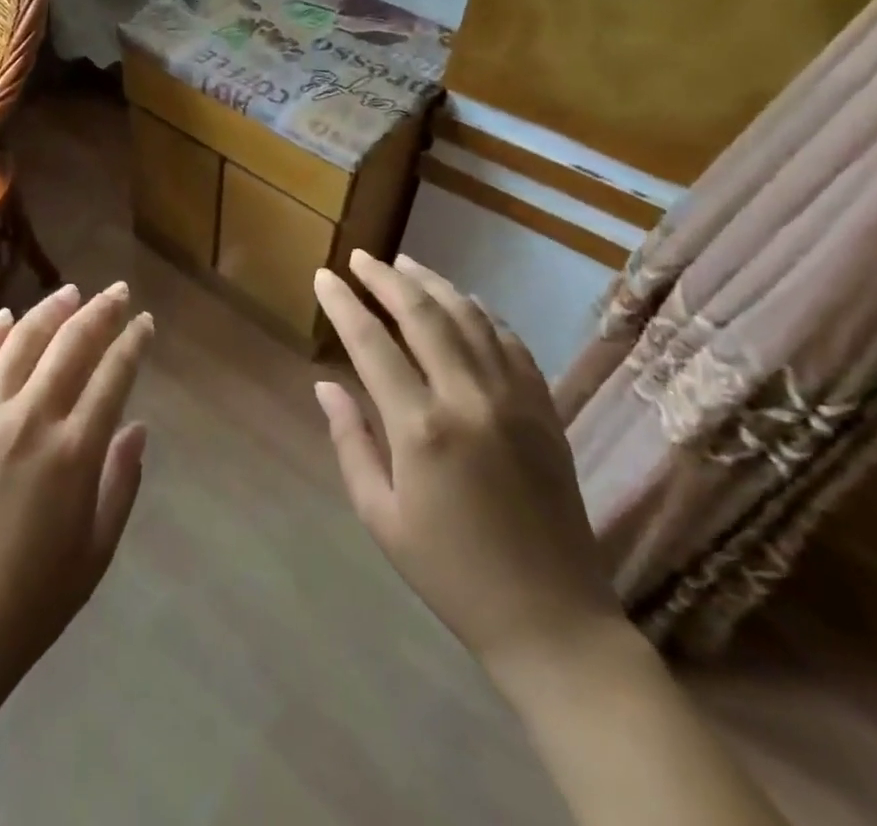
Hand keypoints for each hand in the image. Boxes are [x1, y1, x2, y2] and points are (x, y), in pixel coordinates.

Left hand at [0, 282, 153, 708]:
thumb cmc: (32, 600)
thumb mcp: (97, 550)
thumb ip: (122, 482)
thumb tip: (138, 426)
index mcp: (74, 451)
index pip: (112, 375)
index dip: (132, 342)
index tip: (144, 321)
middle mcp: (29, 419)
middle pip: (71, 345)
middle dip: (100, 312)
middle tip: (116, 291)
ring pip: (20, 342)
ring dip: (49, 311)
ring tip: (70, 291)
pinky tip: (5, 317)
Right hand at [313, 252, 621, 681]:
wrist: (553, 620)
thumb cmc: (450, 572)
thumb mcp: (380, 516)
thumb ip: (350, 441)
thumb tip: (325, 384)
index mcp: (421, 428)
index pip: (371, 342)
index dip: (343, 303)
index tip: (324, 275)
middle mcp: (469, 398)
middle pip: (423, 314)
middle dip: (386, 278)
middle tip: (361, 257)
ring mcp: (515, 399)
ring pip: (470, 317)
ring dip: (433, 284)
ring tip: (404, 265)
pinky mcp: (544, 409)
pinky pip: (510, 342)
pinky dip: (482, 312)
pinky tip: (463, 302)